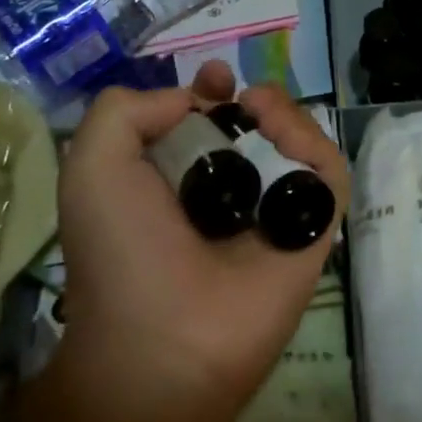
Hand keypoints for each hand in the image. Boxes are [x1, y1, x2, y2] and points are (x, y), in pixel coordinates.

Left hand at [47, 62, 348, 421]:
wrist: (161, 341)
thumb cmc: (121, 252)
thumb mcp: (93, 167)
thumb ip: (126, 111)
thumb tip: (193, 100)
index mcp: (181, 180)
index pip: (211, 123)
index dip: (214, 92)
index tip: (215, 79)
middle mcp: (231, 192)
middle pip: (260, 126)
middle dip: (257, 98)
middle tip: (246, 95)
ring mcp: (275, 210)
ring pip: (298, 141)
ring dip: (286, 113)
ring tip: (261, 111)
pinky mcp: (315, 228)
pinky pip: (328, 173)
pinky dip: (315, 143)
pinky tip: (286, 137)